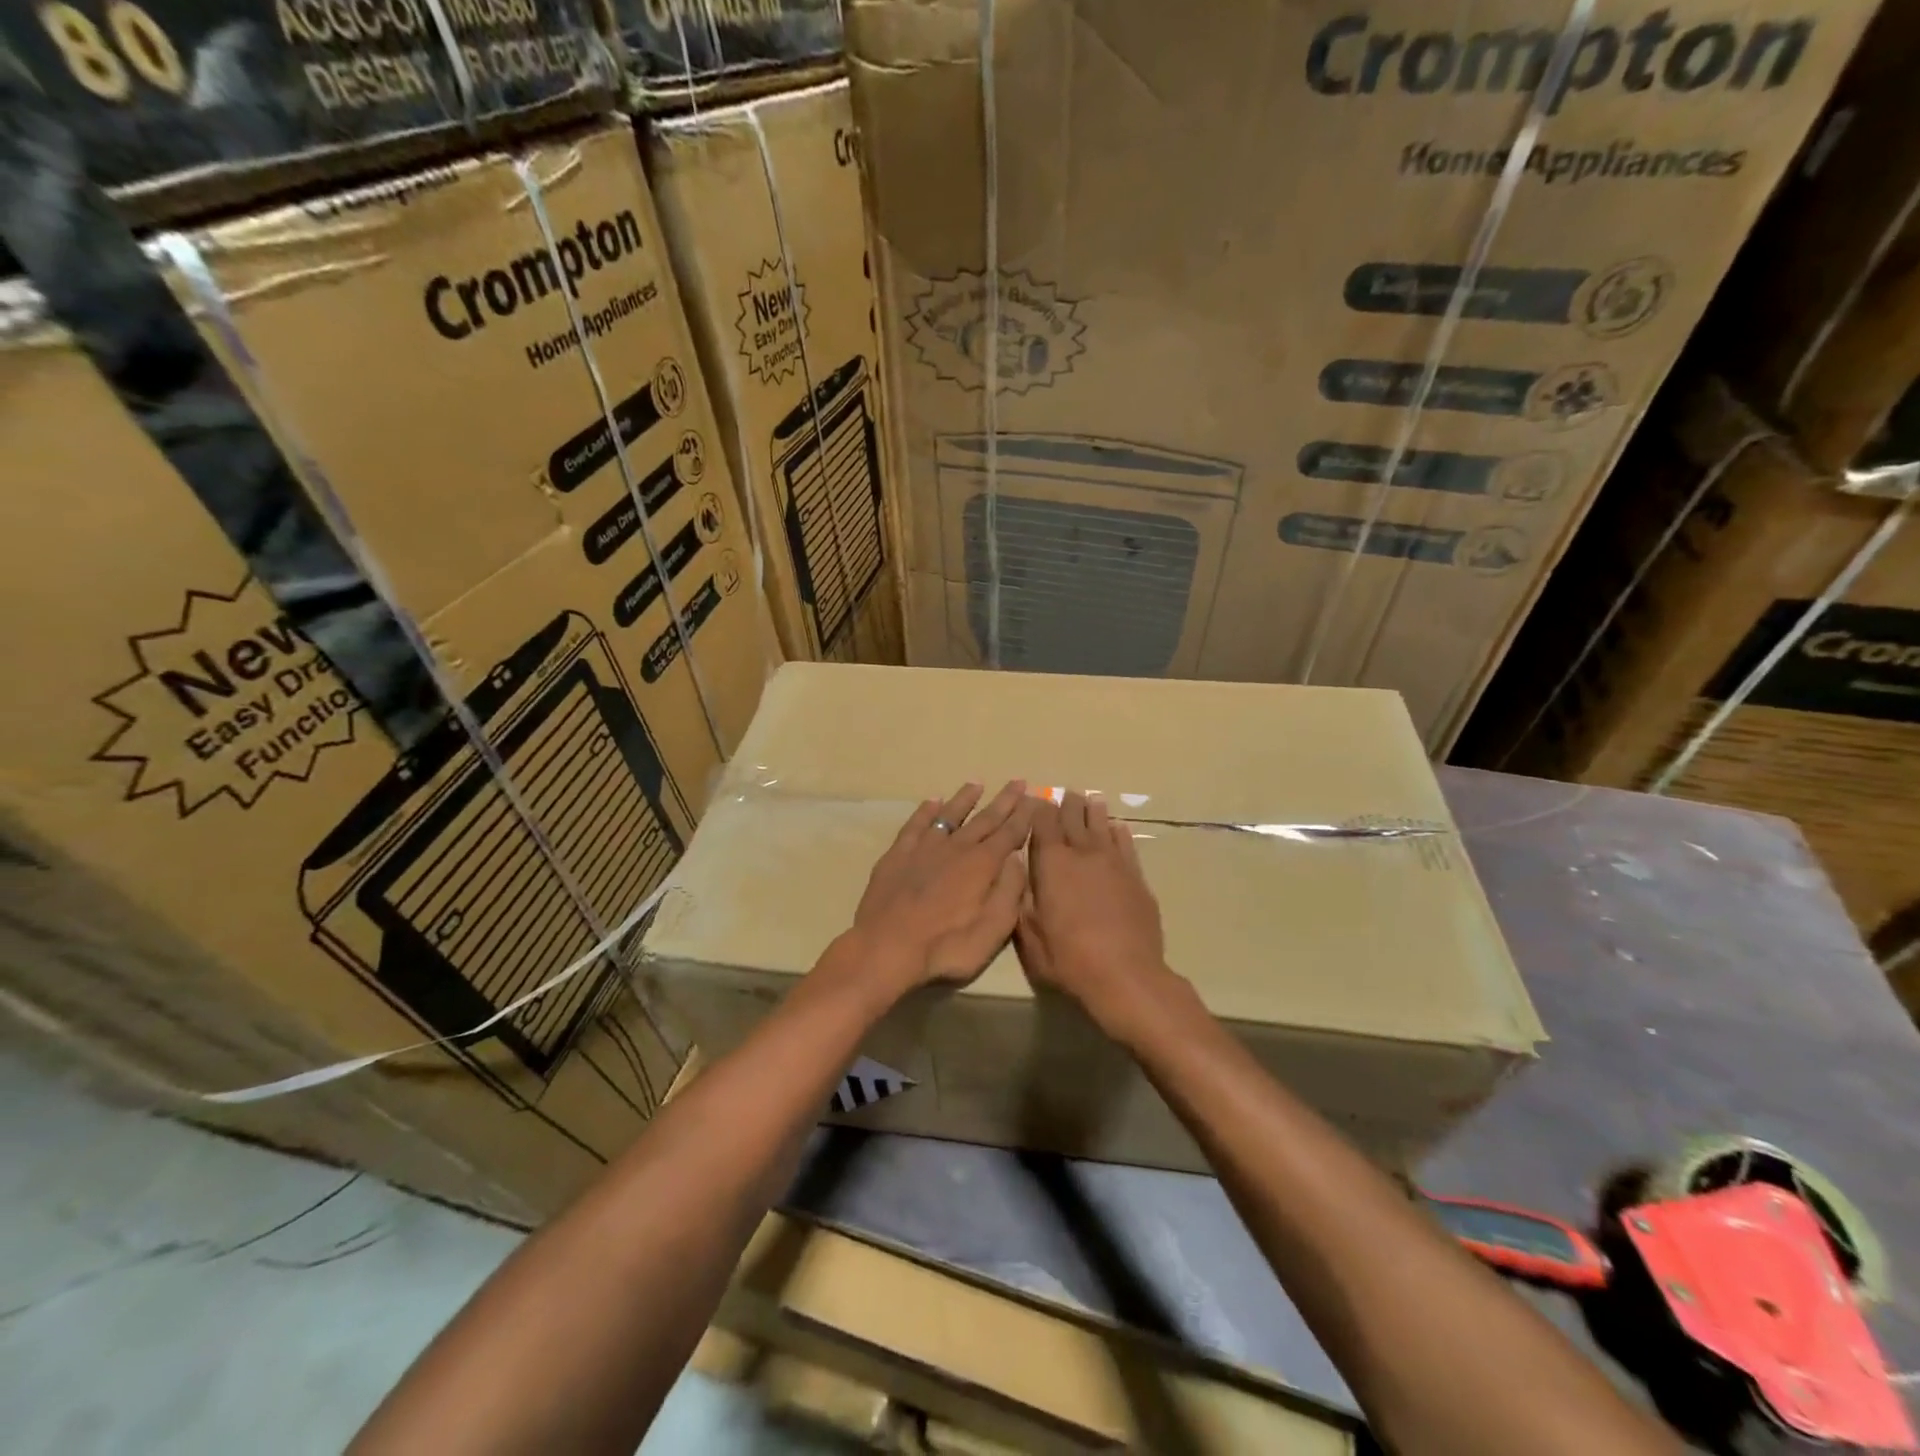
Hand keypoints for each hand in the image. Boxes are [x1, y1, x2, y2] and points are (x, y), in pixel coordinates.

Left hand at [841, 781, 1037, 997]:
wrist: (887, 946)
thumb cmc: (947, 945)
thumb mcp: (993, 928)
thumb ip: (1010, 891)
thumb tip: (1017, 859)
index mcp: (983, 864)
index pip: (1010, 833)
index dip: (1024, 816)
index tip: (1035, 797)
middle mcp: (957, 847)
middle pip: (985, 818)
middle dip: (1004, 800)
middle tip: (1018, 781)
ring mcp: (925, 848)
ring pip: (950, 815)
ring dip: (965, 799)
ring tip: (976, 783)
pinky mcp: (898, 854)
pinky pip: (916, 825)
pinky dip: (926, 811)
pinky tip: (932, 802)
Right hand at [1017, 790, 1178, 1036]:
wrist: (1125, 975)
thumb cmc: (1069, 959)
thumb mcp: (1030, 937)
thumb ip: (1022, 902)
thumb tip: (1018, 875)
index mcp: (1052, 864)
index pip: (1044, 824)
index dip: (1039, 810)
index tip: (1037, 801)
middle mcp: (1083, 854)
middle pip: (1074, 819)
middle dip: (1067, 804)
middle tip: (1066, 793)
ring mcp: (1113, 863)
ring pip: (1102, 827)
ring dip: (1094, 812)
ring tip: (1091, 800)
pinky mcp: (1136, 877)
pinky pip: (1126, 846)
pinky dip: (1119, 834)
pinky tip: (1118, 828)